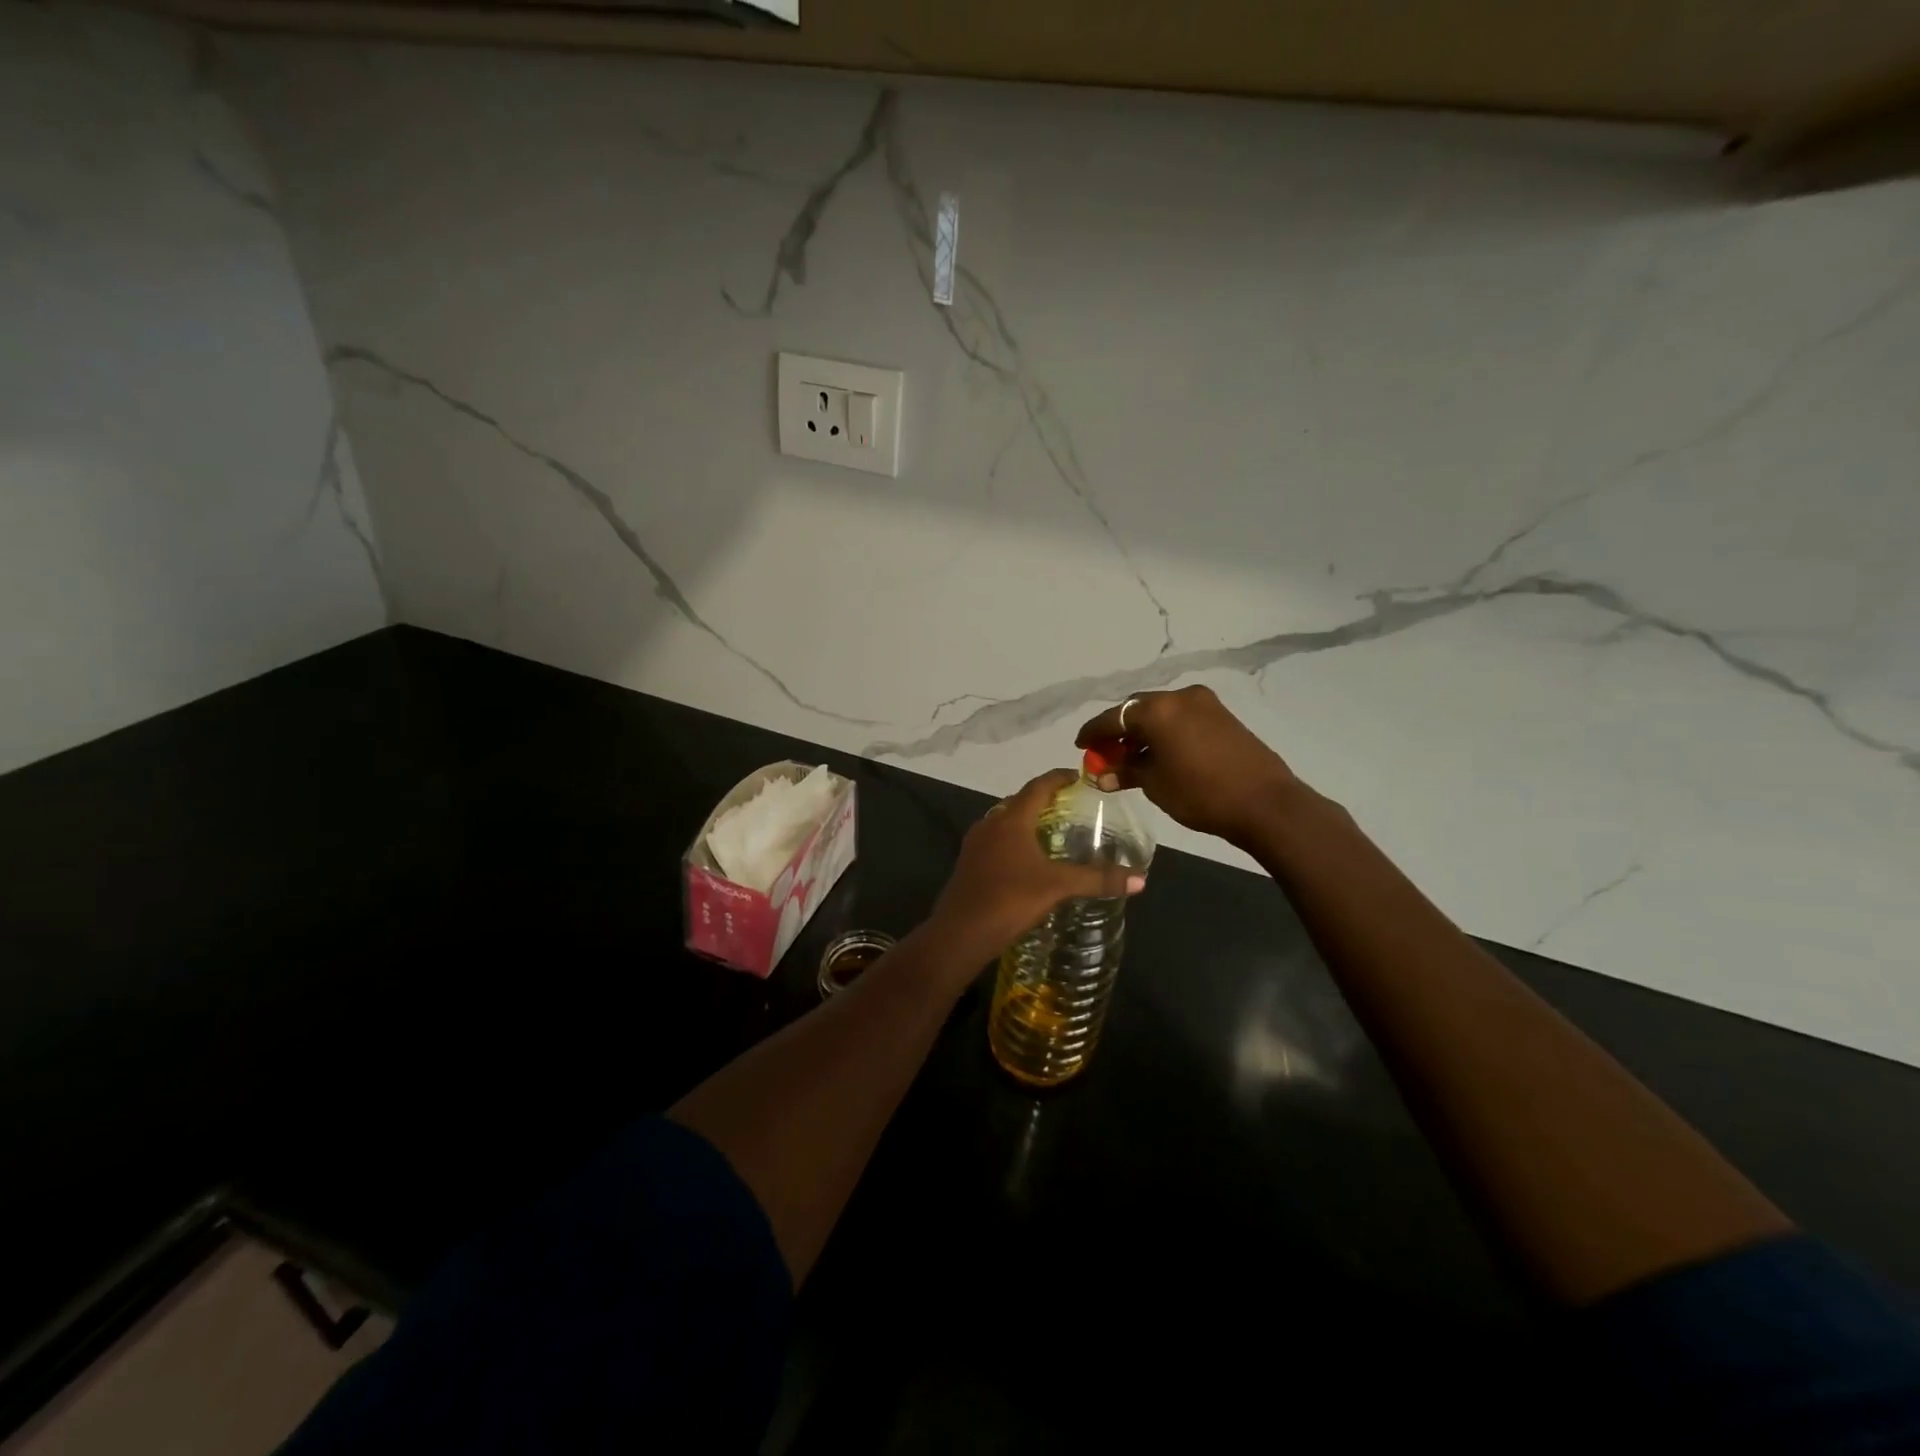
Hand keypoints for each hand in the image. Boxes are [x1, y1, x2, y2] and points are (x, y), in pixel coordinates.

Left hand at [930, 769, 1145, 957]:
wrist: (960, 932)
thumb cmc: (1010, 899)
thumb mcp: (1058, 886)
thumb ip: (1097, 880)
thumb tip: (1141, 879)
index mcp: (1011, 819)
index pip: (1038, 786)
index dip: (1059, 777)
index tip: (1079, 776)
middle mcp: (990, 823)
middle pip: (1020, 801)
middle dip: (1044, 799)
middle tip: (1070, 805)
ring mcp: (975, 843)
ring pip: (1004, 821)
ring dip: (1027, 821)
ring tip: (1052, 832)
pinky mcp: (968, 863)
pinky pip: (995, 840)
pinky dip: (1014, 840)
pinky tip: (1026, 860)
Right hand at [1076, 686, 1298, 848]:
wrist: (1265, 803)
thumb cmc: (1201, 793)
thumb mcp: (1155, 784)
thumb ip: (1125, 772)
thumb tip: (1102, 774)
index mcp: (1157, 709)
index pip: (1113, 717)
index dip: (1093, 732)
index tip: (1081, 745)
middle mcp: (1179, 697)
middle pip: (1137, 709)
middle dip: (1119, 730)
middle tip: (1107, 754)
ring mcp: (1205, 703)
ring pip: (1161, 713)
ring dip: (1143, 731)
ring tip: (1132, 758)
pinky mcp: (1222, 715)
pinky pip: (1181, 717)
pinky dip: (1165, 731)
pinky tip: (1160, 753)